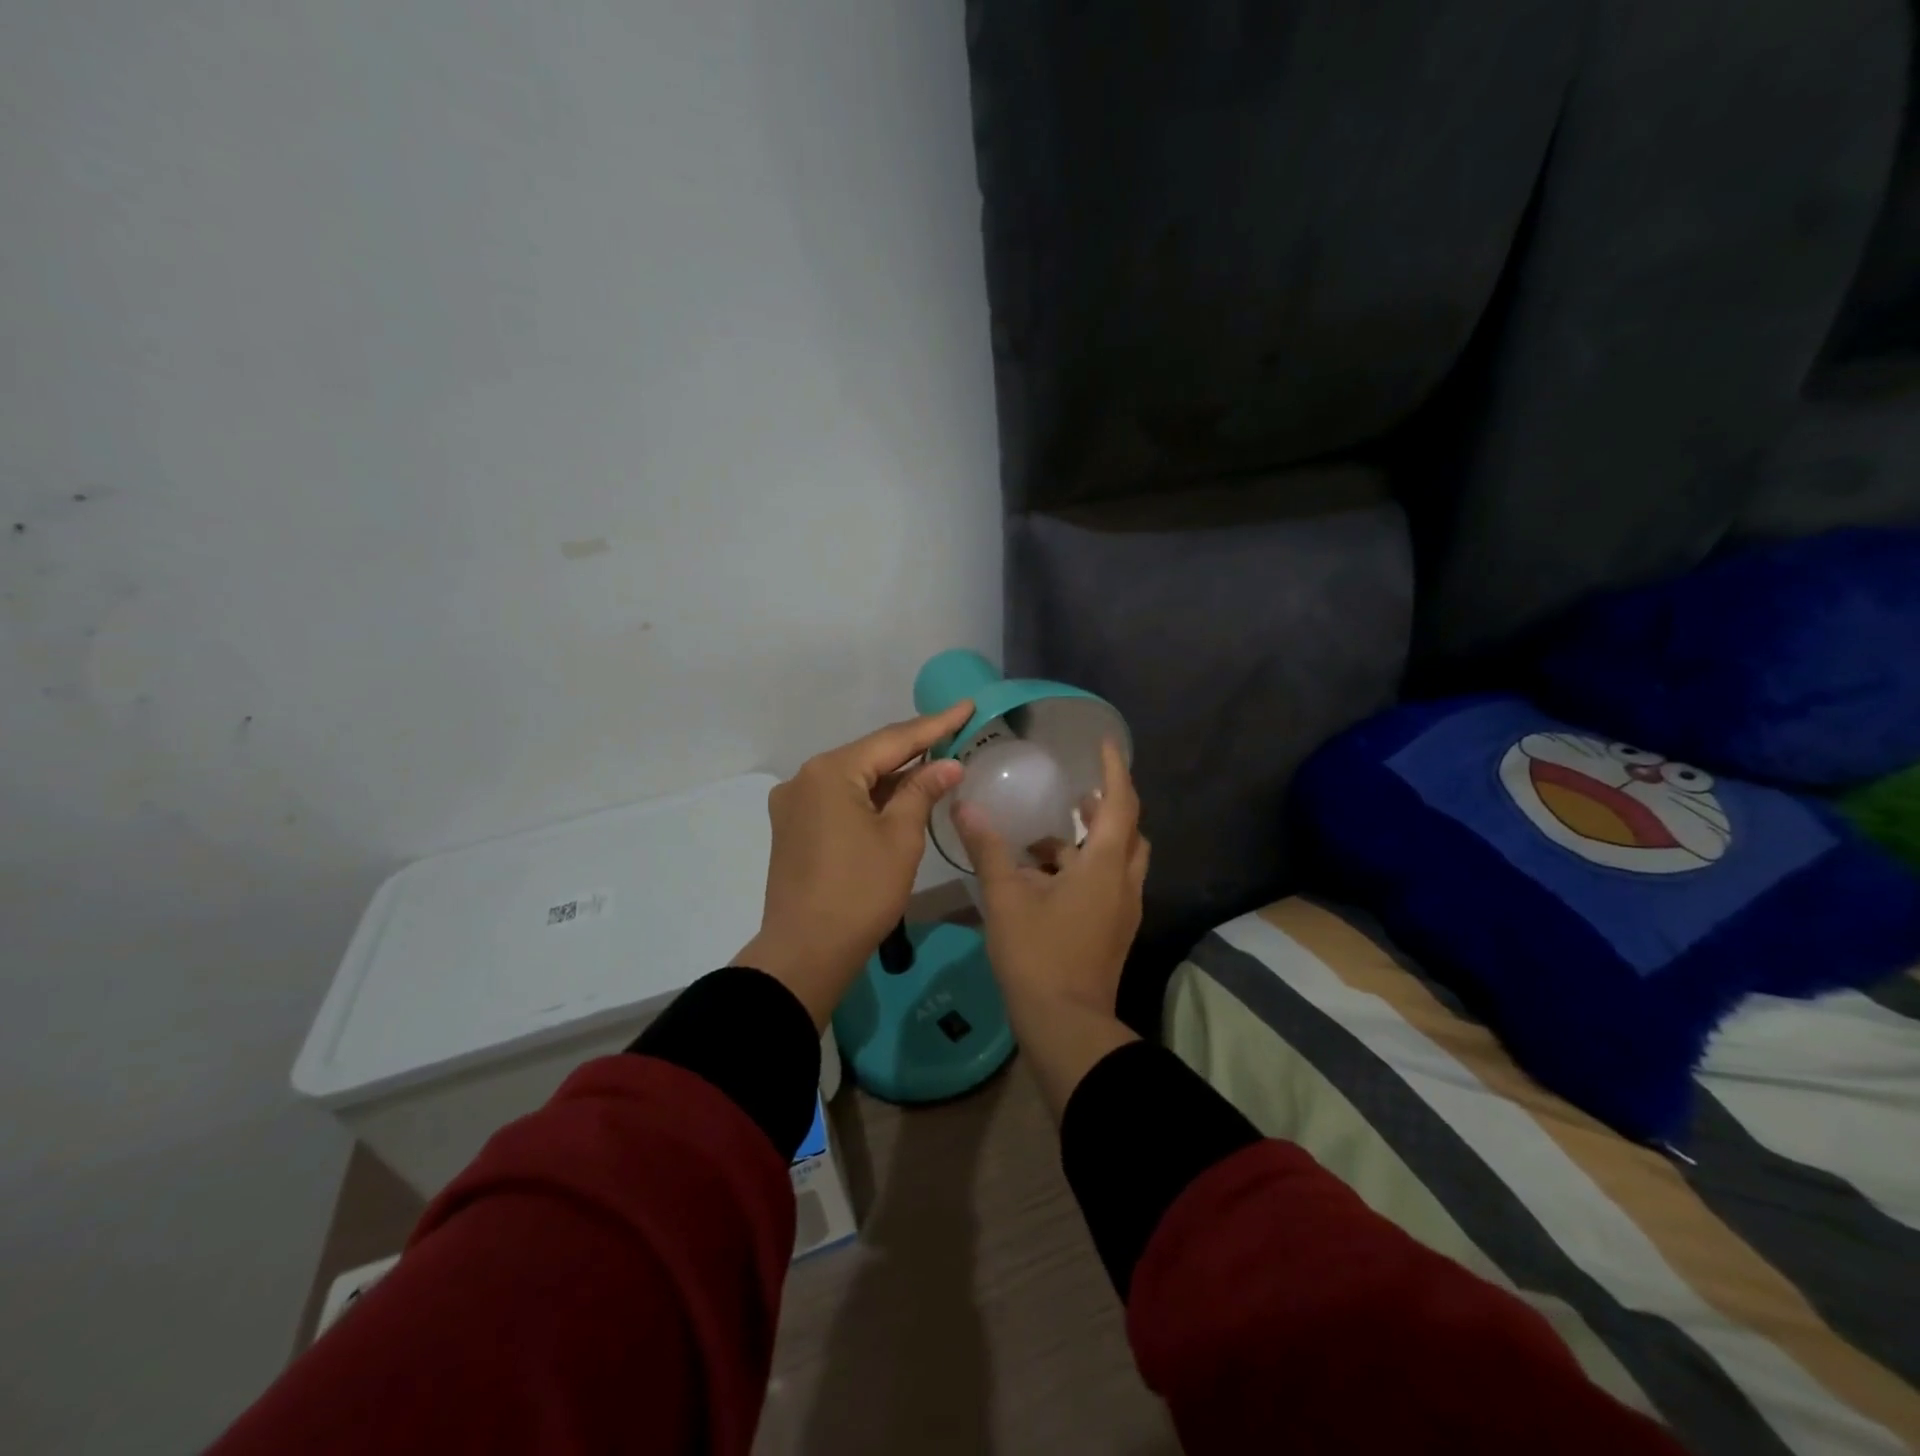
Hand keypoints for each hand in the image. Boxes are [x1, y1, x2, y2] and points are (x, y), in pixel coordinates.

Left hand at [735, 701, 973, 1026]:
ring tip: (936, 762)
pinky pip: (840, 798)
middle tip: (955, 732)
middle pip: (870, 754)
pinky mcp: (794, 827)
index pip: (893, 740)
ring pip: (854, 777)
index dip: (935, 724)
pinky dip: (871, 795)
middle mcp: (805, 777)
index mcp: (830, 772)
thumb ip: (922, 791)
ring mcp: (795, 803)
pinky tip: (899, 795)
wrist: (805, 952)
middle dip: (914, 747)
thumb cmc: (860, 892)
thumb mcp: (900, 837)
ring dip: (893, 774)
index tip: (967, 706)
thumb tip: (948, 763)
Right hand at [953, 740, 1149, 1114]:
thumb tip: (966, 806)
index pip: (1120, 803)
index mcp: (1105, 866)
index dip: (1116, 769)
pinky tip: (1046, 877)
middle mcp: (1123, 883)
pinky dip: (1085, 869)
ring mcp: (1122, 910)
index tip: (1107, 742)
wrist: (1066, 1025)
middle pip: (1129, 830)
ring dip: (1093, 840)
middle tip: (1078, 791)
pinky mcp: (1113, 930)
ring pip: (1119, 859)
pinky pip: (1108, 883)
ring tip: (1051, 833)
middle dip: (1107, 805)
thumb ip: (988, 849)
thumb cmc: (1038, 955)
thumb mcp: (1007, 898)